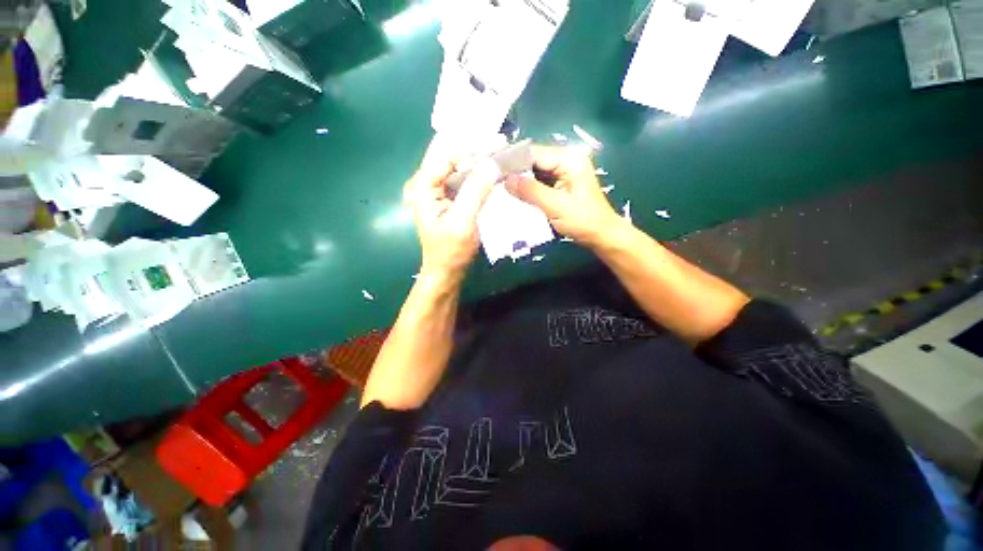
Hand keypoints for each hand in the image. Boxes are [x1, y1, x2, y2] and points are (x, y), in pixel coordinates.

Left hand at [403, 142, 498, 278]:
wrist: (446, 271)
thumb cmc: (451, 251)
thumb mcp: (463, 222)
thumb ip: (475, 191)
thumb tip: (492, 163)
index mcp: (424, 186)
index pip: (448, 154)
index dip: (473, 147)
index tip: (499, 143)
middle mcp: (427, 183)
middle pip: (451, 154)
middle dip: (476, 147)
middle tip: (502, 144)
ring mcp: (437, 190)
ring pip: (458, 164)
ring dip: (478, 158)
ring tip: (501, 153)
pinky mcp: (448, 198)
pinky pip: (463, 177)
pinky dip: (477, 172)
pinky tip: (492, 170)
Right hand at [504, 145, 623, 246]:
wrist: (602, 235)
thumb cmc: (583, 221)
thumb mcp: (555, 206)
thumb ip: (530, 191)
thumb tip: (505, 179)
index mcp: (569, 159)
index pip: (534, 153)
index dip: (512, 161)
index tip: (492, 171)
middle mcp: (566, 159)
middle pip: (534, 160)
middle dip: (515, 171)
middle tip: (493, 181)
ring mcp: (564, 171)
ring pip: (535, 171)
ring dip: (520, 180)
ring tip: (500, 187)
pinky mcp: (562, 183)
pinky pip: (540, 181)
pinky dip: (528, 187)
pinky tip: (515, 194)